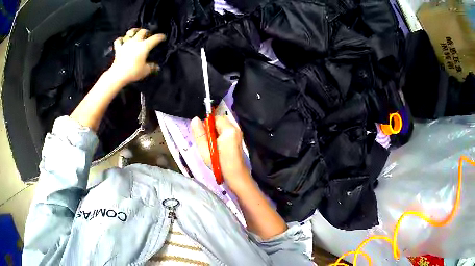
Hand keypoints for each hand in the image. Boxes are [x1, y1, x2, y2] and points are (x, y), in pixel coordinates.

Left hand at [109, 28, 165, 84]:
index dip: (160, 37)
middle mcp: (136, 41)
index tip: (163, 37)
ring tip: (136, 33)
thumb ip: (152, 67)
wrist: (118, 75)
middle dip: (147, 32)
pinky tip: (122, 40)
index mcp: (144, 46)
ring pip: (131, 32)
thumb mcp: (145, 71)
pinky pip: (118, 41)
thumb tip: (157, 67)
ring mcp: (126, 44)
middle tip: (148, 35)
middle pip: (143, 31)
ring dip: (134, 31)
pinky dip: (121, 39)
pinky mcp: (118, 48)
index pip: (155, 38)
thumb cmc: (133, 72)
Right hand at [191, 116, 251, 189]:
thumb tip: (195, 119)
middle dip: (211, 129)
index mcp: (229, 129)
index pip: (215, 118)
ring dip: (215, 134)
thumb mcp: (205, 150)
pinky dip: (220, 138)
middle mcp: (236, 128)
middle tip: (208, 143)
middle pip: (219, 122)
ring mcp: (238, 134)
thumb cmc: (219, 164)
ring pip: (222, 128)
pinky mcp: (238, 140)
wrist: (236, 177)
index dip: (207, 126)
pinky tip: (218, 149)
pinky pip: (226, 133)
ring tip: (212, 147)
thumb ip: (199, 134)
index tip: (204, 137)